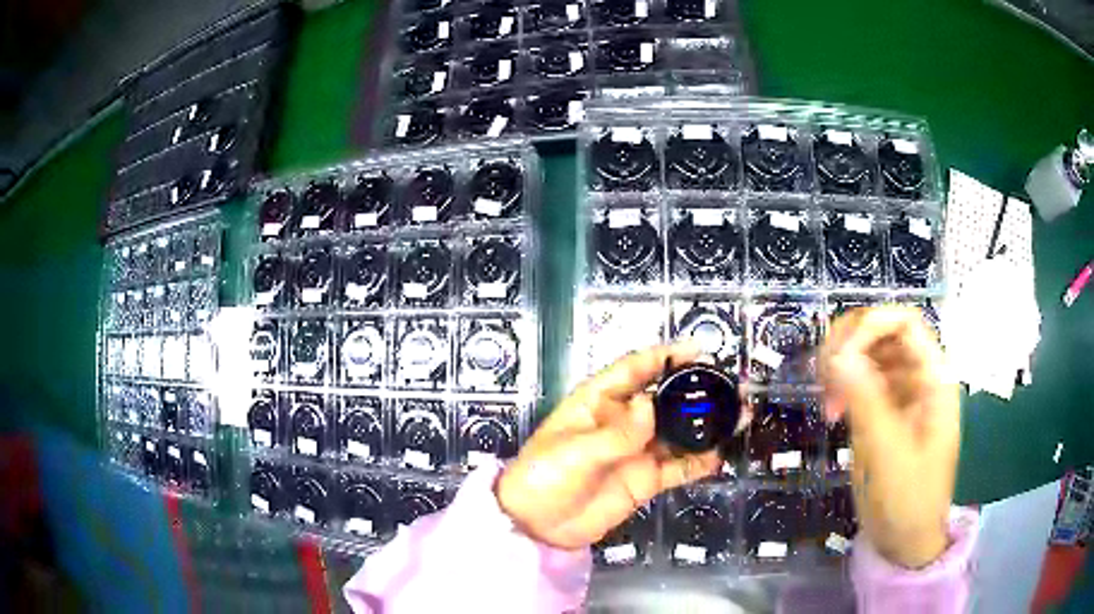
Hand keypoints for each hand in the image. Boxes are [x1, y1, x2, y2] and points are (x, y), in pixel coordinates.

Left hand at [495, 343, 721, 549]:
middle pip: (664, 399)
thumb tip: (650, 404)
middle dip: (695, 390)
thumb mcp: (575, 451)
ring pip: (677, 433)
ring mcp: (636, 452)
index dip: (665, 356)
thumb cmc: (545, 476)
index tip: (698, 350)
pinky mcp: (644, 480)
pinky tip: (719, 456)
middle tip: (730, 386)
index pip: (635, 369)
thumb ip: (617, 433)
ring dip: (705, 426)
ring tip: (738, 417)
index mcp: (598, 402)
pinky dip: (698, 462)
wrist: (537, 525)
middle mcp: (623, 421)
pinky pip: (677, 467)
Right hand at [820, 306, 959, 568]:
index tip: (836, 356)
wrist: (906, 542)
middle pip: (886, 332)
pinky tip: (831, 409)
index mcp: (934, 381)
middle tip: (823, 372)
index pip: (906, 324)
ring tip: (824, 396)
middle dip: (851, 342)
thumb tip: (837, 354)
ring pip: (871, 354)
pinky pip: (862, 381)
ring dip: (843, 364)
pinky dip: (842, 386)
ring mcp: (902, 395)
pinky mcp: (884, 412)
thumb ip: (866, 402)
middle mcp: (920, 378)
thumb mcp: (887, 454)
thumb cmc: (907, 501)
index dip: (871, 325)